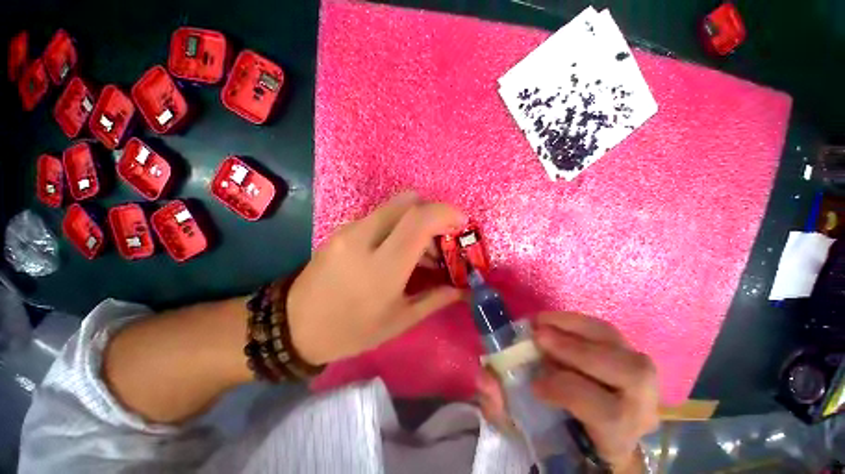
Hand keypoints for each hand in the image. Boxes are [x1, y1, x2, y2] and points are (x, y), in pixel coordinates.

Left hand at [288, 192, 466, 364]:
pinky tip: (398, 248)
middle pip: (408, 201)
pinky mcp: (342, 228)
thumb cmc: (350, 330)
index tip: (462, 222)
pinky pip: (380, 215)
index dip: (445, 213)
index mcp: (382, 268)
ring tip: (421, 249)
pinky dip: (398, 224)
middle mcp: (364, 239)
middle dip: (433, 211)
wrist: (294, 325)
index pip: (418, 221)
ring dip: (416, 219)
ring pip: (394, 206)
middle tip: (442, 236)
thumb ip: (435, 299)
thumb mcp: (398, 321)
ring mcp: (349, 229)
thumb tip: (461, 289)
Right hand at [476, 312, 658, 472]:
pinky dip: (576, 321)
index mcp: (618, 435)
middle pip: (630, 373)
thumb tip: (485, 376)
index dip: (568, 391)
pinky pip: (605, 330)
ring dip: (575, 327)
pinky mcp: (625, 353)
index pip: (609, 413)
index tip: (533, 383)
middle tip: (537, 337)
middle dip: (578, 351)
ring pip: (618, 343)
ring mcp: (639, 374)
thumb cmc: (556, 433)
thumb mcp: (525, 431)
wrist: (589, 428)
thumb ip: (500, 408)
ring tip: (541, 324)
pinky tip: (551, 321)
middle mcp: (641, 404)